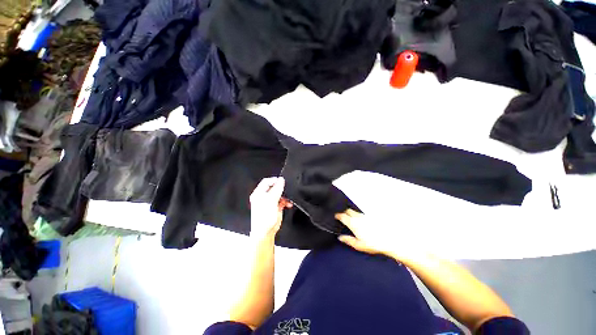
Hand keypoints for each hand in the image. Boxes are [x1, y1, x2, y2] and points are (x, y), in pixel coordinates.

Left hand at [249, 177, 292, 239]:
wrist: (266, 231)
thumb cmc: (263, 218)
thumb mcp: (271, 200)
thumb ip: (277, 189)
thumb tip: (281, 180)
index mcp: (259, 193)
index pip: (267, 182)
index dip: (274, 180)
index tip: (282, 181)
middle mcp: (264, 197)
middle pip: (274, 187)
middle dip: (281, 189)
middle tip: (286, 189)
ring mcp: (270, 202)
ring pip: (279, 194)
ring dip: (285, 195)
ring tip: (288, 198)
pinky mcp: (276, 207)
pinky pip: (283, 200)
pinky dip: (286, 201)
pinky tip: (289, 204)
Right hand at [335, 209, 424, 261]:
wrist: (389, 240)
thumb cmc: (373, 244)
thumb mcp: (358, 245)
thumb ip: (348, 240)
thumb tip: (340, 237)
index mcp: (353, 223)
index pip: (342, 216)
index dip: (338, 215)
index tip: (335, 216)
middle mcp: (358, 217)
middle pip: (348, 210)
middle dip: (344, 211)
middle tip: (341, 215)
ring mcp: (365, 216)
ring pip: (355, 211)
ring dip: (351, 212)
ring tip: (349, 217)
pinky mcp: (371, 217)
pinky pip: (361, 213)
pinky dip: (358, 215)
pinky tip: (360, 220)